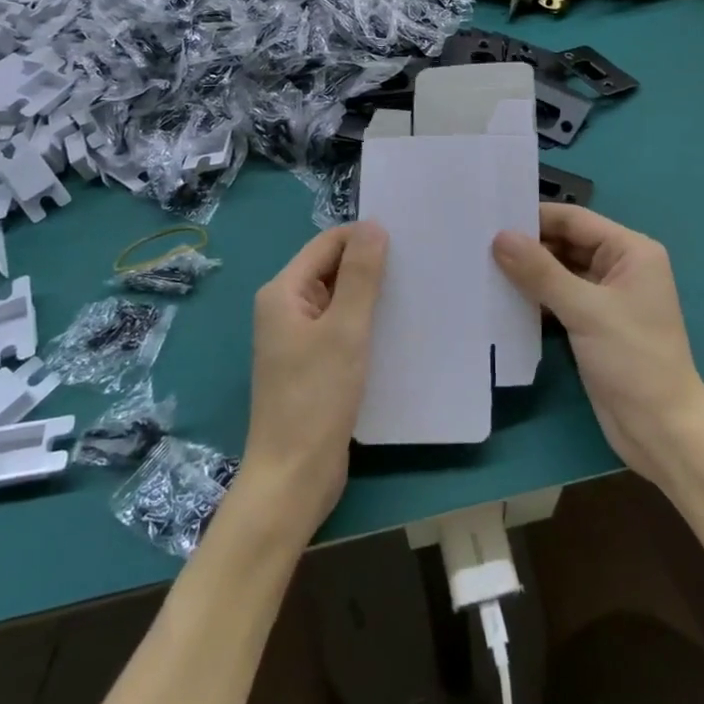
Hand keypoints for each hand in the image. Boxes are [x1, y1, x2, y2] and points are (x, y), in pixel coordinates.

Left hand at [243, 222, 387, 541]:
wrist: (293, 478)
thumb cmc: (316, 398)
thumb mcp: (345, 330)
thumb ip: (360, 275)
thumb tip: (373, 225)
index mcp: (283, 292)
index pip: (328, 244)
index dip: (364, 237)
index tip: (409, 239)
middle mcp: (286, 309)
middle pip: (332, 269)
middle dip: (371, 265)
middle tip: (420, 262)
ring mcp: (298, 339)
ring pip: (340, 300)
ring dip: (372, 295)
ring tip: (417, 290)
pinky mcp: (313, 365)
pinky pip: (342, 329)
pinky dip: (367, 323)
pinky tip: (398, 328)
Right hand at [493, 205, 703, 485]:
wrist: (661, 430)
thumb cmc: (633, 359)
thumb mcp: (586, 310)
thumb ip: (541, 272)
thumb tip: (500, 237)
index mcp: (631, 251)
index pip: (575, 220)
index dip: (535, 217)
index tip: (490, 217)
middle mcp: (619, 267)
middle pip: (565, 244)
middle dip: (527, 245)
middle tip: (477, 243)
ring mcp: (605, 297)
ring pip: (558, 272)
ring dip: (527, 273)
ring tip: (481, 267)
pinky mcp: (592, 325)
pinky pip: (558, 299)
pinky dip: (534, 298)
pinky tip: (501, 299)